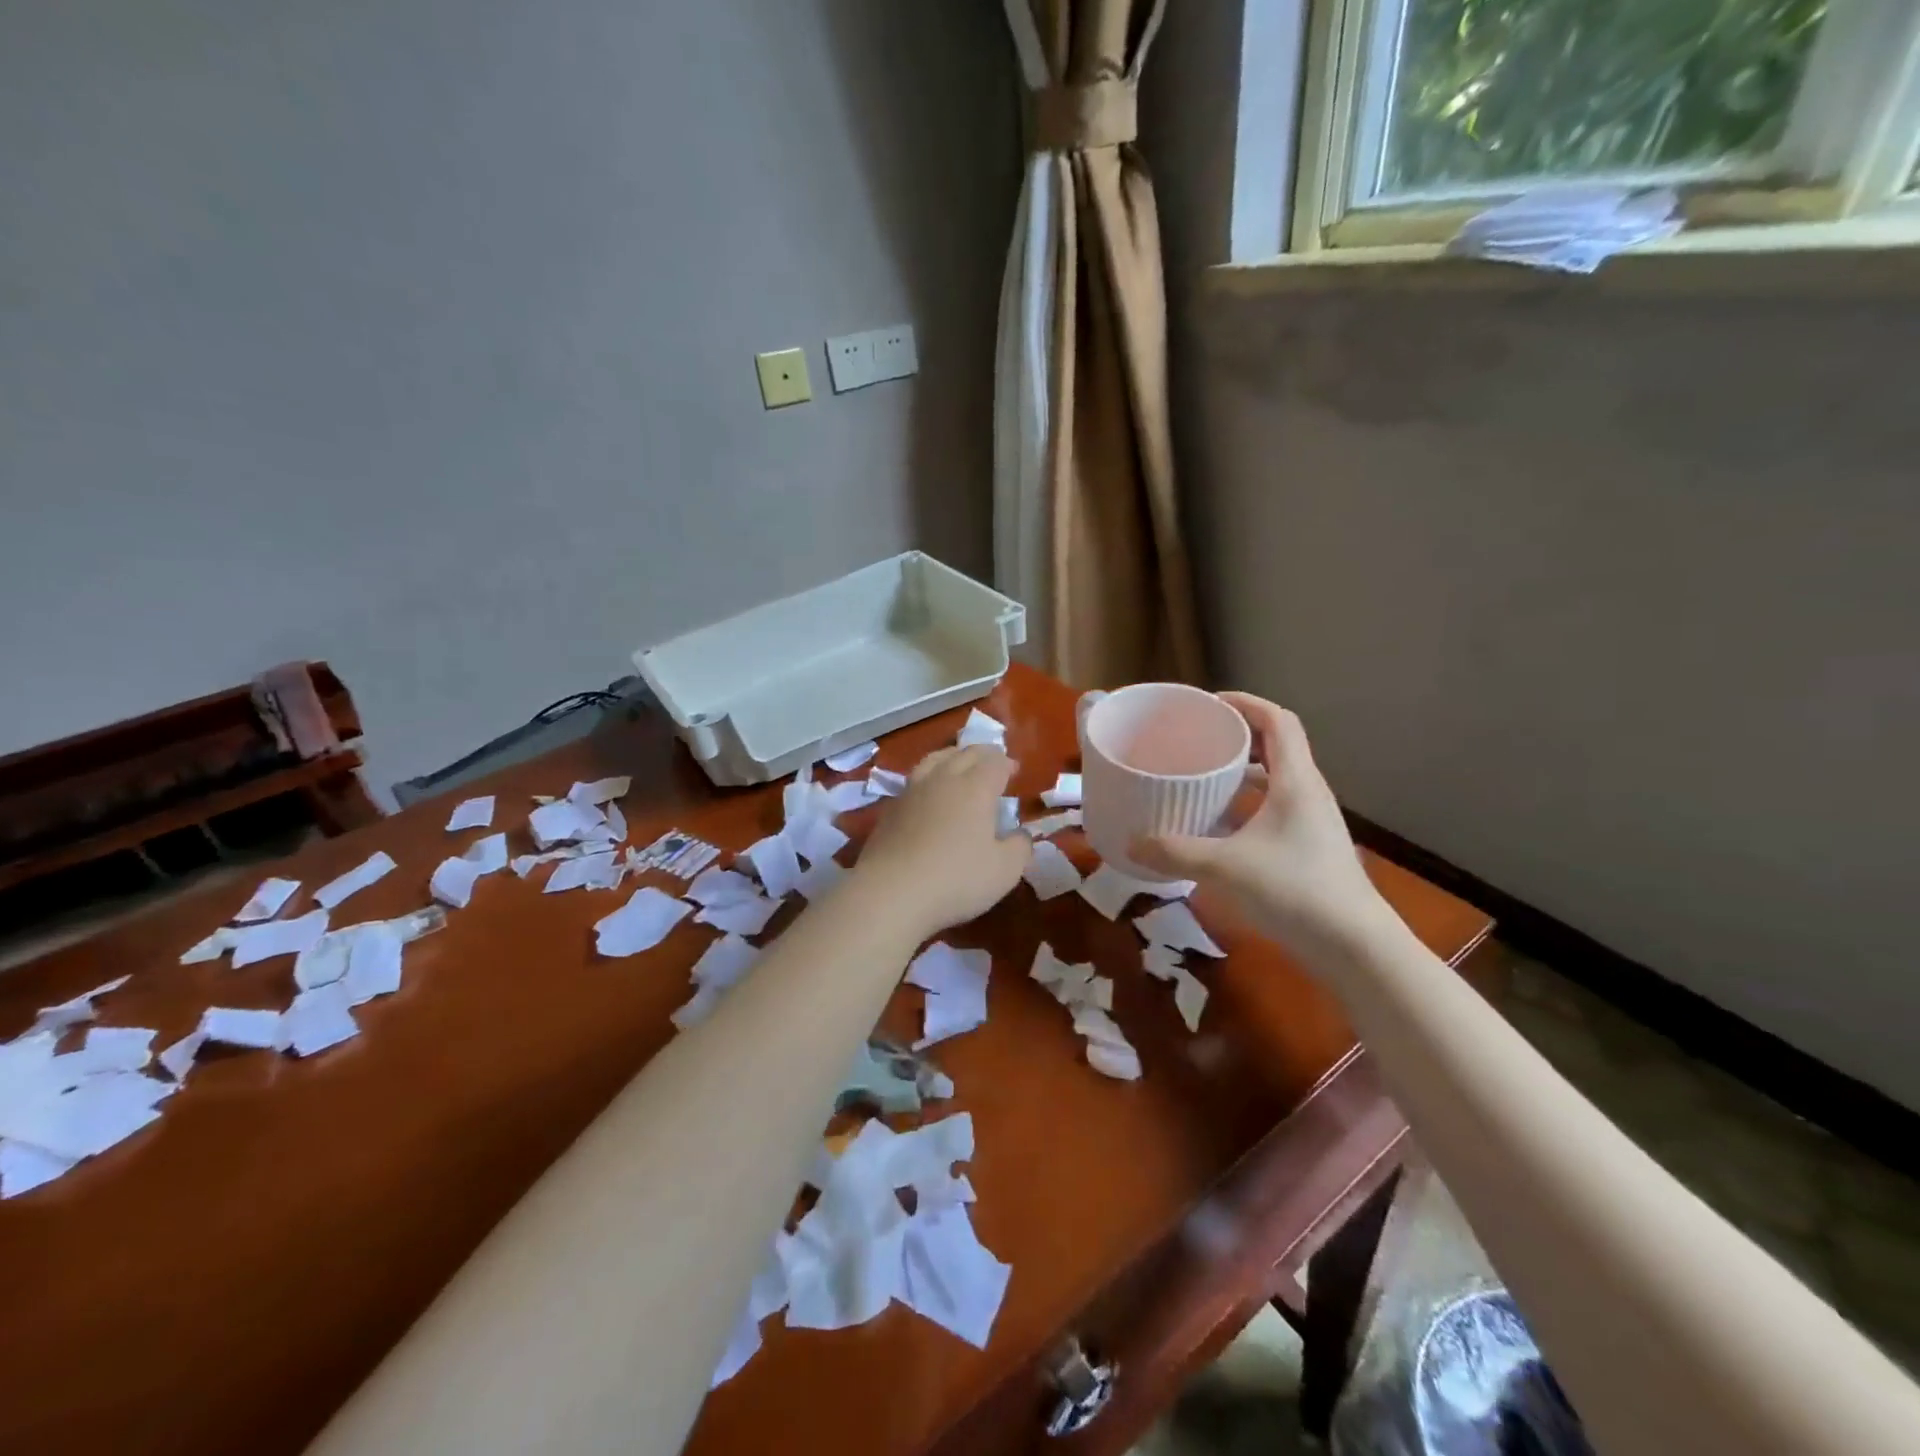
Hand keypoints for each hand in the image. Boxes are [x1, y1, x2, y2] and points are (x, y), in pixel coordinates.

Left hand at [854, 746, 1031, 937]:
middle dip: (982, 754)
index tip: (1014, 771)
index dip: (1007, 764)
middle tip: (992, 762)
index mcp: (976, 788)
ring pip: (934, 760)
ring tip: (958, 763)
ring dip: (951, 757)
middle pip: (964, 754)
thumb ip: (1020, 848)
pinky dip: (928, 778)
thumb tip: (1021, 835)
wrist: (890, 893)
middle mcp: (943, 779)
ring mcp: (912, 791)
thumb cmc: (956, 879)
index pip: (994, 763)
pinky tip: (928, 793)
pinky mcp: (890, 809)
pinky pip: (914, 780)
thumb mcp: (1004, 871)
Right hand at [1130, 693, 1386, 956]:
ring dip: (1244, 772)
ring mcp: (1312, 822)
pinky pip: (1275, 809)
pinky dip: (1247, 805)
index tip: (1210, 703)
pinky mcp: (1310, 848)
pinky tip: (1220, 826)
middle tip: (1198, 739)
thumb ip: (1174, 852)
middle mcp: (1308, 793)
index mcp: (1295, 780)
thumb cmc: (1293, 890)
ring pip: (1276, 780)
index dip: (1245, 703)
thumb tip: (1132, 843)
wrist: (1354, 947)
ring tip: (1204, 777)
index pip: (1278, 720)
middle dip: (1238, 736)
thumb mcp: (1223, 867)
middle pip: (1277, 746)